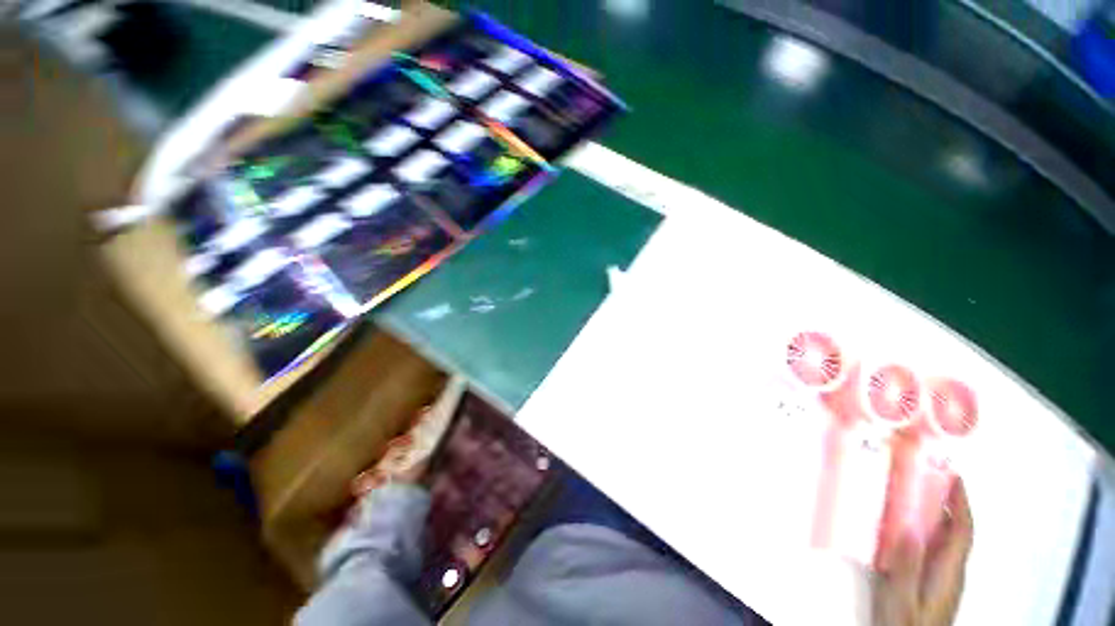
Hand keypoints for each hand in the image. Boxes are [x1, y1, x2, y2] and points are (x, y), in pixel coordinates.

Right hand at [873, 478, 973, 625]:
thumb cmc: (904, 624)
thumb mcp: (900, 597)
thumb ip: (907, 565)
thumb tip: (909, 526)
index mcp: (948, 572)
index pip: (963, 530)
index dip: (961, 501)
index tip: (952, 474)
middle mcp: (951, 571)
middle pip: (956, 531)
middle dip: (948, 501)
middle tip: (927, 475)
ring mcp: (942, 578)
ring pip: (945, 539)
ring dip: (936, 514)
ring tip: (914, 492)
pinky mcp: (931, 582)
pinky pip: (933, 548)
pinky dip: (926, 529)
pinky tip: (906, 525)